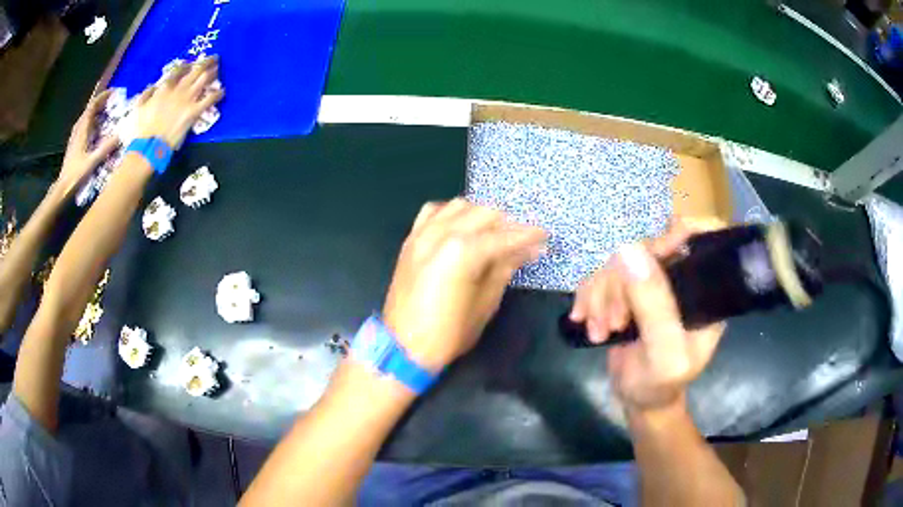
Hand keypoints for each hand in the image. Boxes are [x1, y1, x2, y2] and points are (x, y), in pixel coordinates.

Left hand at [56, 90, 120, 197]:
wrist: (62, 188)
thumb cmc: (76, 174)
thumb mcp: (92, 161)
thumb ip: (105, 147)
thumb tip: (120, 135)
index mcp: (82, 130)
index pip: (92, 106)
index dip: (102, 97)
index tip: (113, 92)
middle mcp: (78, 130)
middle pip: (89, 110)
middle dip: (100, 103)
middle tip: (112, 102)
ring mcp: (75, 137)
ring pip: (86, 118)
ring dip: (96, 113)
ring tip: (105, 113)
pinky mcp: (74, 144)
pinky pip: (84, 126)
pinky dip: (91, 122)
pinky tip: (96, 128)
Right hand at [132, 57, 223, 148]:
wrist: (149, 145)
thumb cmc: (141, 129)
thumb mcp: (139, 107)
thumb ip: (147, 94)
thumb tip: (154, 86)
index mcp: (164, 87)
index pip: (179, 70)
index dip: (188, 65)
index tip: (193, 63)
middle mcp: (178, 89)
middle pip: (196, 70)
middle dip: (206, 63)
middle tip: (214, 58)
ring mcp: (187, 100)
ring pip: (203, 80)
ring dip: (212, 73)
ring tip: (218, 69)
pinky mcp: (193, 112)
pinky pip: (209, 100)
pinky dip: (217, 94)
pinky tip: (222, 91)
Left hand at [383, 199, 546, 370]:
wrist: (403, 346)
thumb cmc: (449, 333)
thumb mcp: (485, 303)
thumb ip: (505, 268)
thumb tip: (528, 249)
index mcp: (463, 252)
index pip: (505, 236)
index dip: (528, 235)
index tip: (545, 237)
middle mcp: (442, 233)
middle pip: (485, 213)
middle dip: (508, 224)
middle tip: (523, 242)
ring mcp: (423, 233)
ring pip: (460, 206)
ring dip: (482, 215)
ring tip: (495, 234)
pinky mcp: (411, 240)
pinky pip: (434, 212)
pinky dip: (452, 214)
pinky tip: (462, 227)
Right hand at [570, 218, 725, 412]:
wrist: (638, 399)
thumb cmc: (660, 384)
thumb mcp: (664, 355)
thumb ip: (654, 308)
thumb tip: (628, 248)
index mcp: (706, 288)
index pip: (701, 234)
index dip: (673, 233)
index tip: (647, 260)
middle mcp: (683, 276)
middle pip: (649, 246)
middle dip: (621, 282)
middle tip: (613, 322)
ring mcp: (655, 280)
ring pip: (621, 259)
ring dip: (601, 294)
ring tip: (599, 329)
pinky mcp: (630, 288)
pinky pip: (604, 272)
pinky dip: (590, 295)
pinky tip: (585, 319)